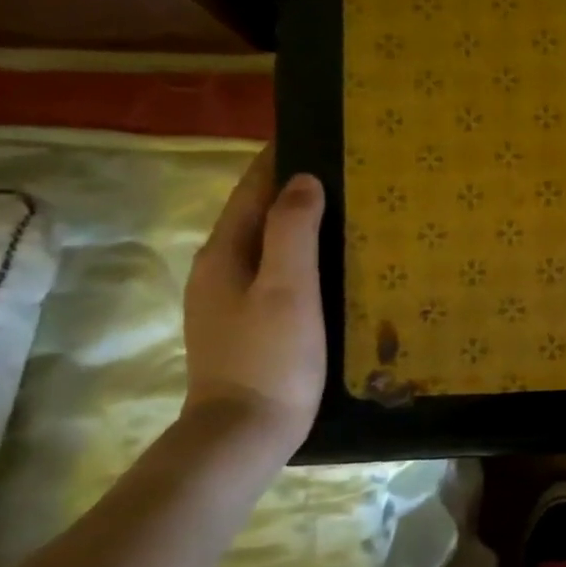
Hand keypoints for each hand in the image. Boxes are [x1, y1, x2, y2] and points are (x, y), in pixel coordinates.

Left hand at [182, 149, 326, 461]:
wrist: (245, 433)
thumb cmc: (271, 357)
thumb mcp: (288, 288)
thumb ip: (292, 230)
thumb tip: (303, 179)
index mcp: (225, 253)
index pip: (251, 189)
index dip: (279, 159)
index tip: (317, 134)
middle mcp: (219, 269)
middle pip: (256, 214)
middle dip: (293, 187)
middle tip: (346, 171)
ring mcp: (229, 300)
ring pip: (266, 244)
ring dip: (298, 222)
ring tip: (345, 209)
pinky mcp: (246, 323)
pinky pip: (274, 271)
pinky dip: (299, 254)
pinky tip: (329, 263)